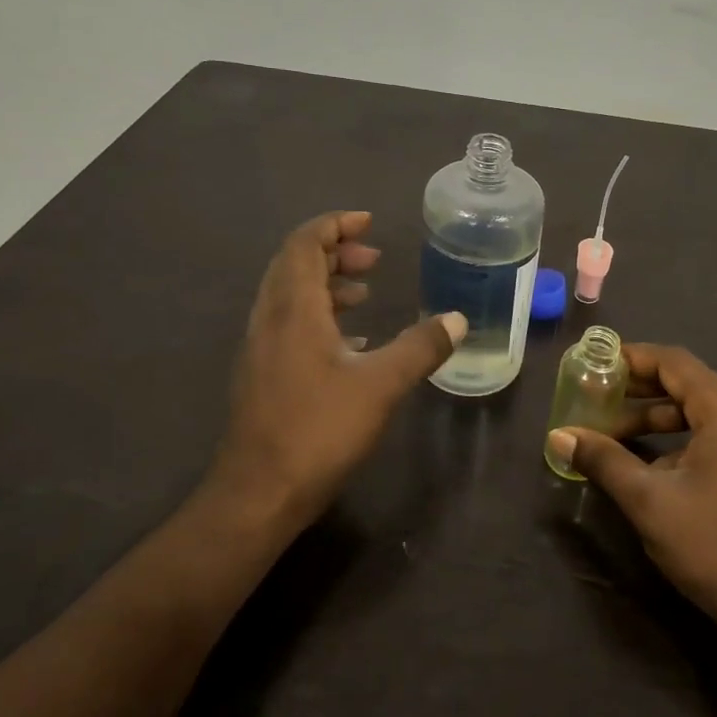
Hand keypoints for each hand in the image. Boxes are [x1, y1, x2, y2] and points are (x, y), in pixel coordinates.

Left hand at [214, 211, 464, 534]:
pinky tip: (350, 342)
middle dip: (334, 253)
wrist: (258, 493)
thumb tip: (458, 319)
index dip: (334, 226)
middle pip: (294, 265)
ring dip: (326, 285)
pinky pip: (289, 325)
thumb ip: (421, 347)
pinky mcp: (262, 375)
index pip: (304, 244)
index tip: (368, 222)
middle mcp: (270, 319)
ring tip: (365, 293)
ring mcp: (261, 349)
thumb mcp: (381, 384)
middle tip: (374, 259)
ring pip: (290, 296)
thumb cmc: (318, 429)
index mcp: (293, 309)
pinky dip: (319, 317)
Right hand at [546, 344, 716, 646]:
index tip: (595, 364)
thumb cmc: (716, 547)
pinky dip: (683, 440)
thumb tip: (558, 437)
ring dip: (659, 418)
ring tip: (615, 434)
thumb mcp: (650, 502)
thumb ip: (604, 461)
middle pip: (689, 384)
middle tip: (597, 398)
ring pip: (703, 412)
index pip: (675, 362)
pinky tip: (652, 465)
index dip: (632, 358)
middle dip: (640, 391)